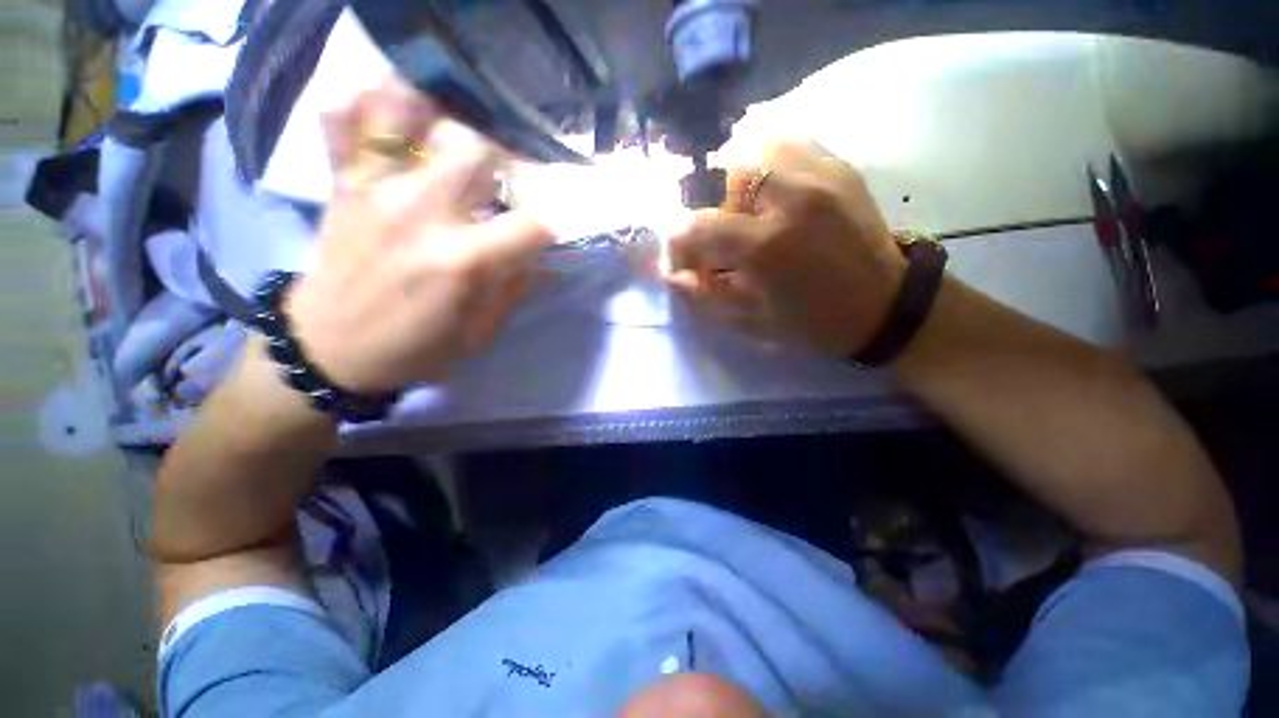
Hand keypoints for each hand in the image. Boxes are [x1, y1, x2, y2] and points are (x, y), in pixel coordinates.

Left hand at [284, 81, 554, 392]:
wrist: (330, 350)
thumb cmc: (416, 349)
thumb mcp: (481, 332)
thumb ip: (515, 286)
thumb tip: (539, 252)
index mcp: (463, 262)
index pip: (533, 222)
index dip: (552, 221)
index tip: (550, 226)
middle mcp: (422, 212)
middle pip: (479, 150)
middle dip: (506, 164)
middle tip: (507, 184)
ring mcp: (376, 188)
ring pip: (419, 117)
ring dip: (448, 124)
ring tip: (459, 145)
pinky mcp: (345, 182)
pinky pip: (347, 119)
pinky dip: (370, 106)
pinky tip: (398, 118)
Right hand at [666, 142, 905, 357]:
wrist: (887, 306)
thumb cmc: (814, 322)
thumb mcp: (753, 321)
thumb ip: (706, 295)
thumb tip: (672, 275)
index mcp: (767, 246)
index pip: (698, 226)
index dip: (678, 242)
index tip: (683, 258)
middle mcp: (791, 197)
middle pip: (726, 167)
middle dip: (712, 201)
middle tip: (724, 230)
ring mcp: (820, 173)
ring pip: (759, 138)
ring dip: (740, 172)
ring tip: (747, 205)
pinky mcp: (840, 166)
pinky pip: (791, 138)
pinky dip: (769, 156)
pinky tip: (772, 185)